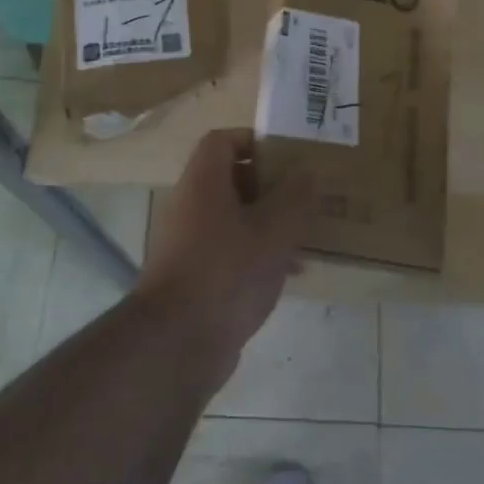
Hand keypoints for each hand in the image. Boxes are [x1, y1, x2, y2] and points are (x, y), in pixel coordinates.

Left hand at [136, 129, 311, 384]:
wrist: (177, 343)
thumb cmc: (227, 272)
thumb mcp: (274, 230)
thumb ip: (294, 196)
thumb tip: (306, 170)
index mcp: (203, 183)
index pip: (222, 140)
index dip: (254, 140)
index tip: (288, 156)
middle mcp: (190, 206)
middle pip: (230, 179)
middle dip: (270, 185)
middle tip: (304, 197)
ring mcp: (188, 243)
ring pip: (233, 218)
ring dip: (268, 222)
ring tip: (304, 237)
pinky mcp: (194, 276)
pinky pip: (229, 251)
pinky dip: (257, 253)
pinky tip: (289, 274)